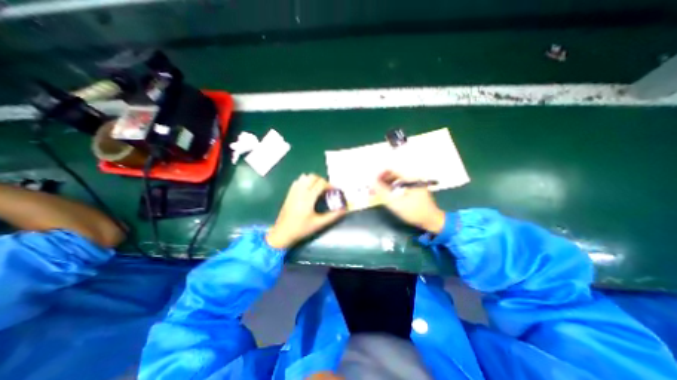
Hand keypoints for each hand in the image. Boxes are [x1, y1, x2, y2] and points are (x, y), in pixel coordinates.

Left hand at [265, 172, 345, 249]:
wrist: (282, 233)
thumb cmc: (301, 229)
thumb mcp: (319, 224)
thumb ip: (332, 216)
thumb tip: (344, 210)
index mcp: (308, 198)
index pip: (320, 183)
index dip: (330, 185)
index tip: (334, 191)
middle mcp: (300, 191)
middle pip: (312, 177)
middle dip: (322, 181)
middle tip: (327, 190)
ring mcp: (293, 191)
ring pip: (304, 177)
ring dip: (313, 180)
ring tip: (318, 189)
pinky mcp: (289, 193)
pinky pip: (297, 181)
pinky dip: (305, 182)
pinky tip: (308, 190)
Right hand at [372, 170, 448, 232]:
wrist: (432, 221)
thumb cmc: (415, 212)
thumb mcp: (396, 203)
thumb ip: (382, 192)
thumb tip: (372, 182)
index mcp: (409, 178)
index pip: (390, 169)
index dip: (379, 174)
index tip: (372, 182)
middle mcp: (411, 178)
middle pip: (391, 174)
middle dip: (380, 180)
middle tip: (372, 189)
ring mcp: (412, 183)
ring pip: (394, 180)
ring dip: (384, 185)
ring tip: (376, 193)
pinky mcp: (412, 189)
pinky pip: (398, 185)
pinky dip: (390, 188)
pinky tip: (385, 195)